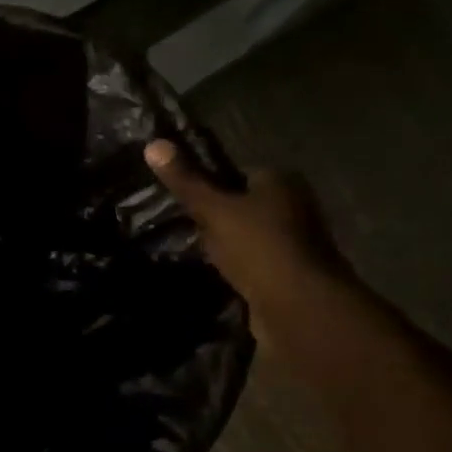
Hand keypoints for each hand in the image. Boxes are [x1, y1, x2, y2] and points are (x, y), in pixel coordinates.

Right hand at [145, 139, 343, 320]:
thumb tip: (153, 144)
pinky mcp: (291, 275)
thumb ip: (186, 182)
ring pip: (249, 237)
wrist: (298, 307)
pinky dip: (239, 270)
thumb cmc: (258, 247)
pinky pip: (255, 264)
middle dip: (217, 218)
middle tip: (184, 229)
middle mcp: (295, 206)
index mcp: (282, 181)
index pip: (239, 173)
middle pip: (245, 206)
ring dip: (227, 247)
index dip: (210, 186)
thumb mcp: (214, 210)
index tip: (183, 201)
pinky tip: (218, 278)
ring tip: (196, 255)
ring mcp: (296, 243)